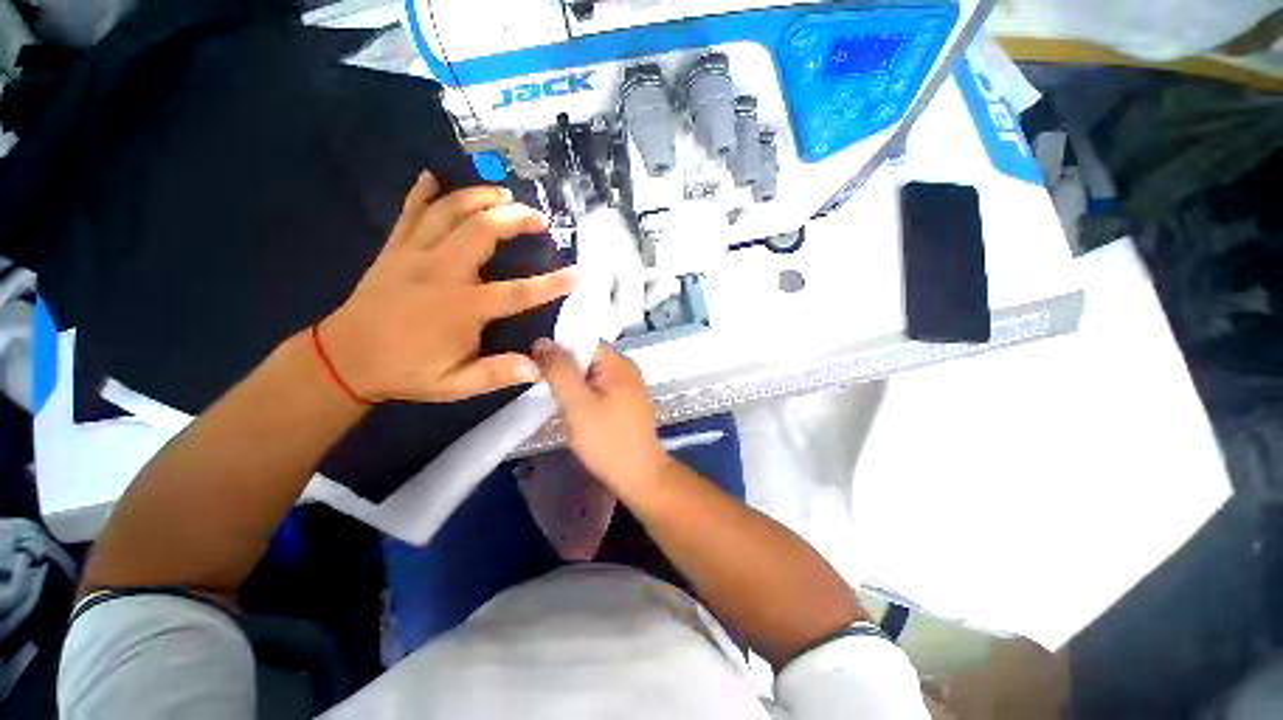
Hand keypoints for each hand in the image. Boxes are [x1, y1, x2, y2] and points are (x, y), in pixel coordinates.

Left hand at [318, 171, 575, 402]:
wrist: (344, 359)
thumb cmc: (406, 372)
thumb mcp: (455, 384)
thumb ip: (496, 374)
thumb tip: (537, 368)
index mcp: (462, 308)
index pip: (518, 293)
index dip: (552, 283)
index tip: (579, 274)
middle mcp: (441, 272)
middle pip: (482, 231)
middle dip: (515, 218)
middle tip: (538, 218)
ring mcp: (414, 255)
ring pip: (449, 212)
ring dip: (479, 197)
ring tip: (504, 193)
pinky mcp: (394, 249)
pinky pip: (410, 212)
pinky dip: (422, 191)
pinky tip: (434, 176)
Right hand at [534, 339, 669, 496]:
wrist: (638, 476)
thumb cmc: (607, 440)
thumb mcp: (577, 404)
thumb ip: (559, 371)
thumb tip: (543, 341)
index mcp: (618, 363)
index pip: (583, 342)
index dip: (560, 353)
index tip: (542, 373)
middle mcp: (627, 368)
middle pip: (587, 358)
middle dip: (567, 373)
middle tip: (554, 397)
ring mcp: (629, 386)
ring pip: (591, 376)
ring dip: (575, 388)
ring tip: (566, 409)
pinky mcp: (628, 402)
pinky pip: (600, 389)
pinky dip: (587, 398)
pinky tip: (581, 416)